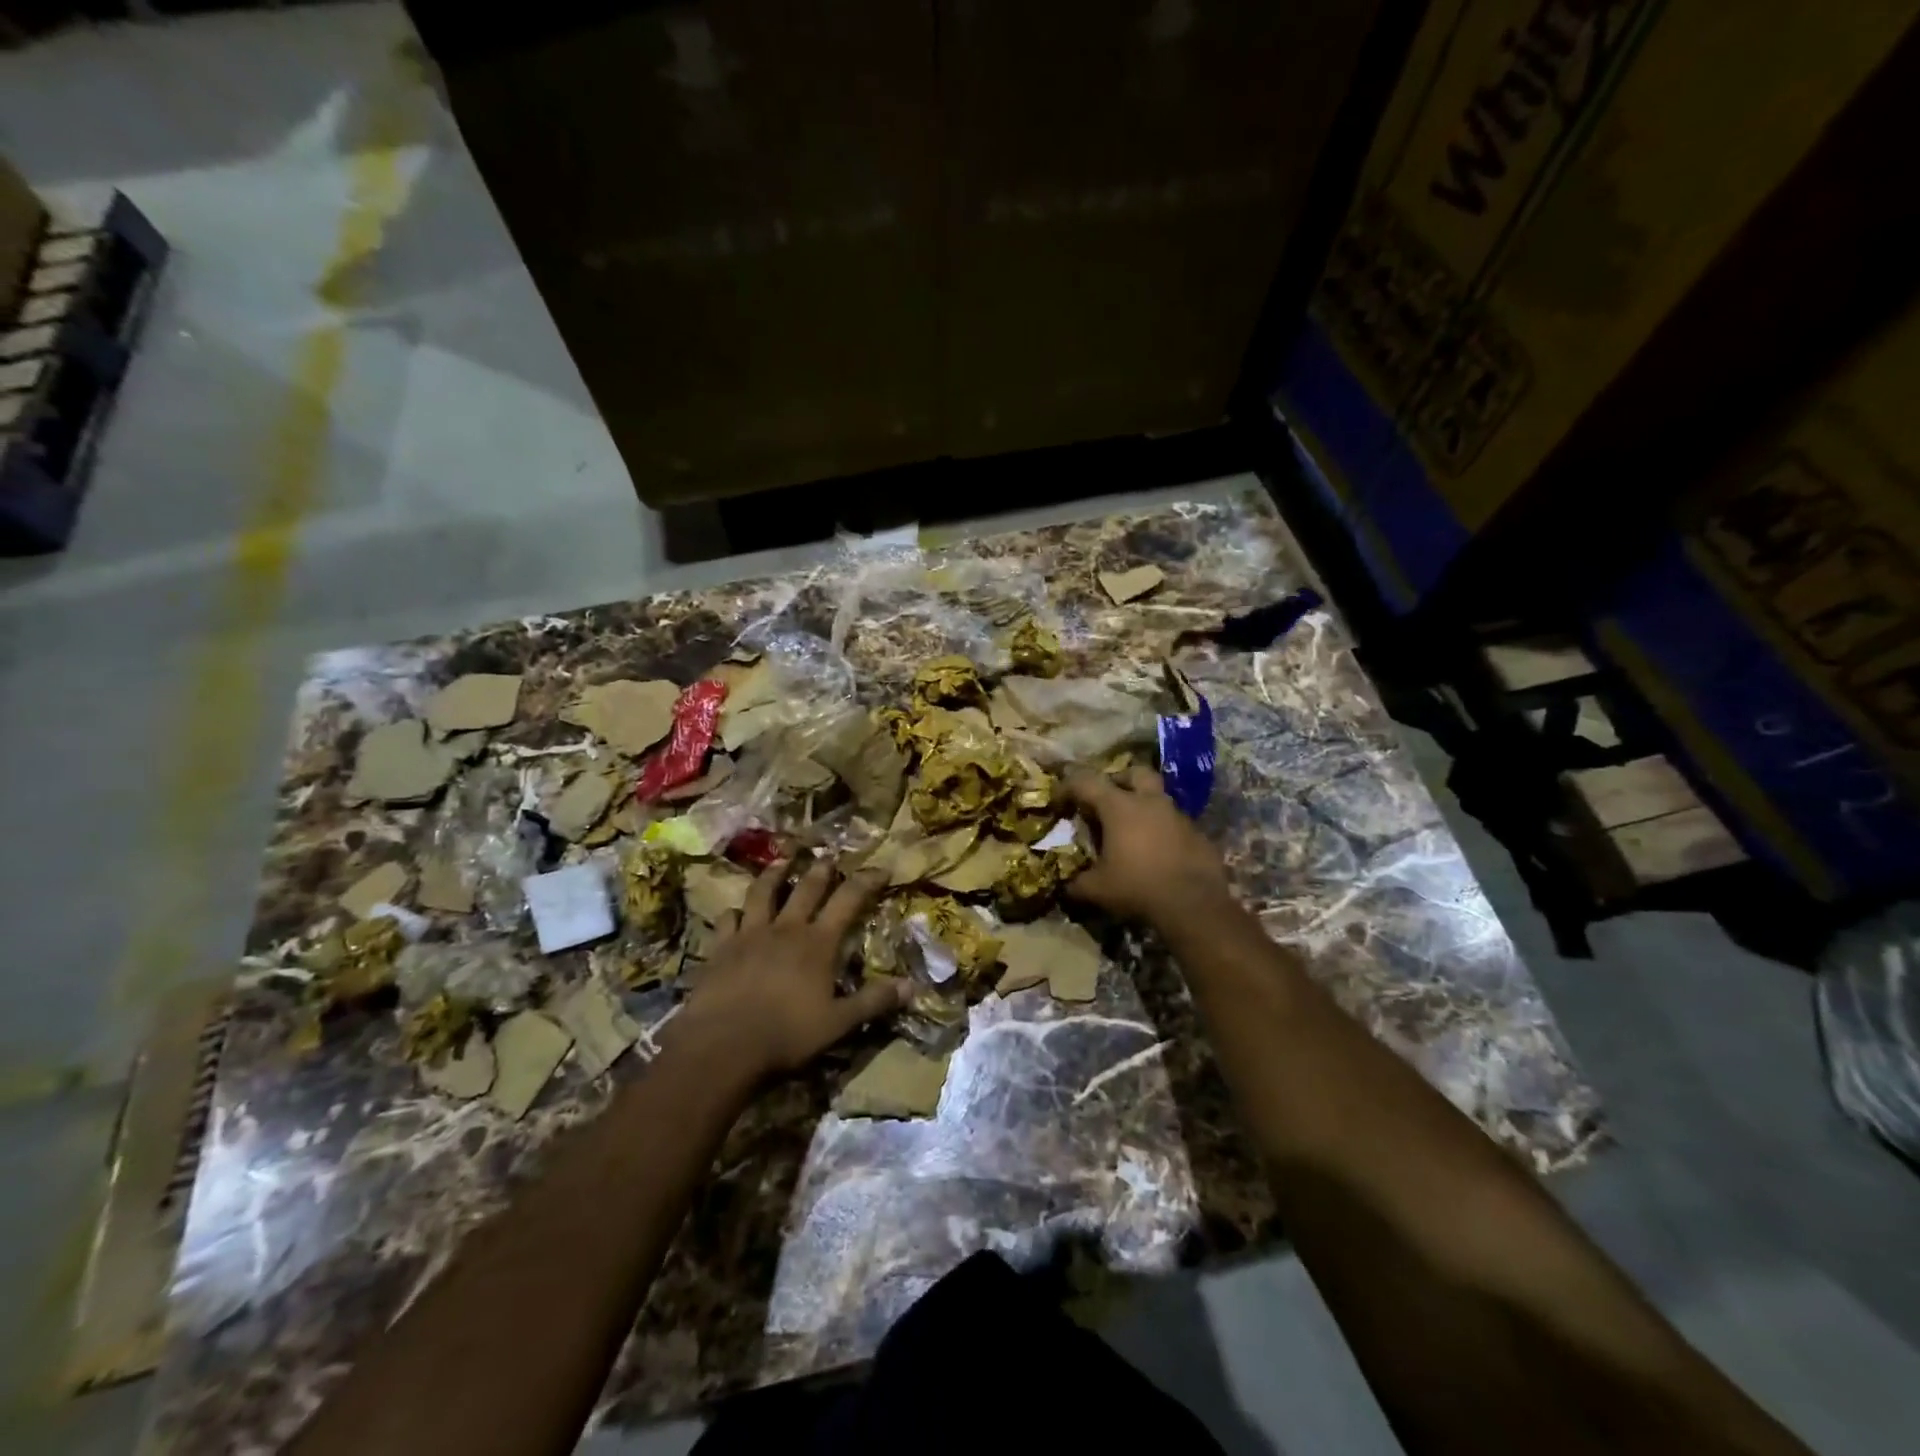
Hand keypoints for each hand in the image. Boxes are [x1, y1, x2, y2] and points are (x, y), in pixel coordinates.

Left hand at [675, 855, 909, 1081]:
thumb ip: (873, 1002)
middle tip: (829, 855)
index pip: (848, 900)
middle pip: (806, 888)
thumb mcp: (839, 1023)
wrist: (723, 1044)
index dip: (866, 881)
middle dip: (821, 869)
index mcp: (818, 943)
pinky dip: (733, 912)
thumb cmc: (787, 1034)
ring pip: (763, 893)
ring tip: (780, 859)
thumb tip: (912, 987)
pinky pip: (728, 920)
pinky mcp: (721, 948)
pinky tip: (735, 911)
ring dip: (773, 874)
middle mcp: (786, 929)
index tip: (880, 868)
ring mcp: (750, 934)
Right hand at [1066, 766, 1233, 925]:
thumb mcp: (1097, 890)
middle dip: (1119, 781)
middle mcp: (1151, 803)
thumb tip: (1065, 887)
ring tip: (1133, 833)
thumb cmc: (1138, 888)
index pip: (1086, 782)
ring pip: (1159, 799)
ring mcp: (1179, 817)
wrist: (1194, 907)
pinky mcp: (1199, 835)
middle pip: (1135, 773)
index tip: (1059, 800)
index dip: (1068, 787)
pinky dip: (1164, 833)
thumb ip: (1076, 884)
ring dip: (1145, 808)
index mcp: (1120, 807)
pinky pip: (1176, 825)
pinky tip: (1159, 855)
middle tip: (1108, 801)